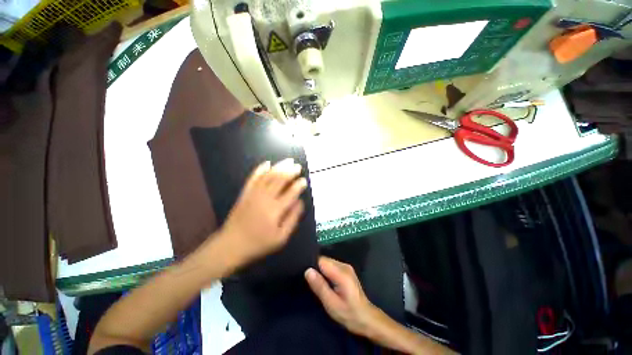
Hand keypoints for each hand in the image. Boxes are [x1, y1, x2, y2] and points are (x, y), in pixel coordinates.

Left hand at [220, 159, 306, 264]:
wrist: (232, 244)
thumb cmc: (259, 243)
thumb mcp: (281, 237)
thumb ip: (292, 218)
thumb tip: (300, 202)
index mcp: (275, 210)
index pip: (291, 193)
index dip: (299, 185)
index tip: (304, 180)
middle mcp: (265, 198)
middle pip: (280, 180)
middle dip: (290, 172)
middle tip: (298, 166)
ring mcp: (253, 194)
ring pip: (268, 176)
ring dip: (279, 167)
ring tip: (288, 161)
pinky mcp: (245, 193)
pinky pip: (253, 178)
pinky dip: (260, 169)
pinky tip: (267, 163)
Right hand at [305, 257, 377, 335]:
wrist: (367, 318)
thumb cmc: (348, 313)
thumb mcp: (331, 303)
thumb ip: (319, 286)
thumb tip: (308, 271)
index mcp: (341, 272)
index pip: (321, 260)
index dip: (312, 266)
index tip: (306, 276)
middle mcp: (344, 265)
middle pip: (324, 260)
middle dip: (316, 268)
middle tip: (310, 282)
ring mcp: (346, 267)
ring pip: (328, 262)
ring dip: (321, 270)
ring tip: (317, 283)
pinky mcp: (346, 270)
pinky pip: (332, 266)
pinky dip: (326, 272)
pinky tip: (325, 282)